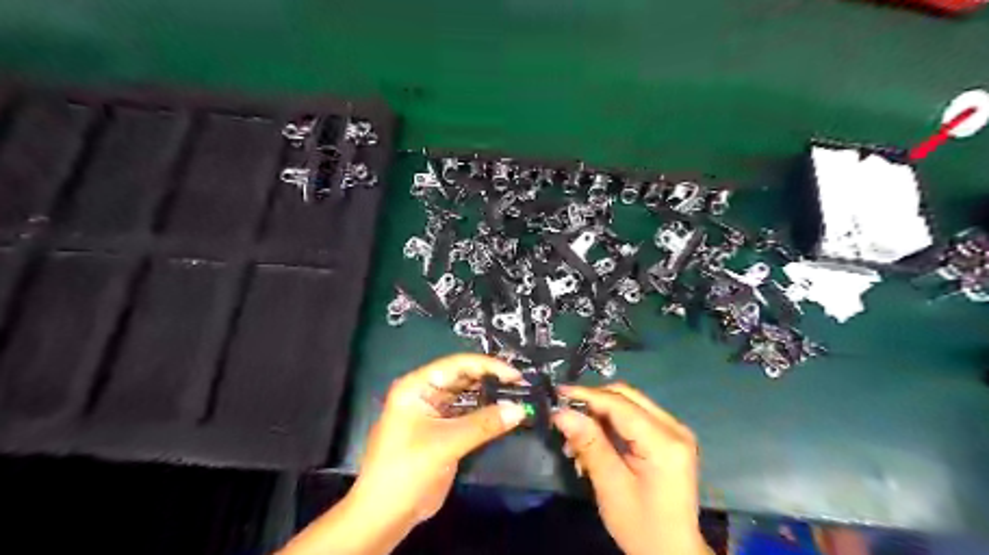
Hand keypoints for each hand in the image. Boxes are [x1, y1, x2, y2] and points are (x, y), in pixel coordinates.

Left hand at [277, 355, 524, 554]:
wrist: (385, 515)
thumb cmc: (406, 470)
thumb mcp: (446, 443)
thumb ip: (484, 424)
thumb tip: (520, 408)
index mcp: (417, 386)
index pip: (457, 365)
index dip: (488, 366)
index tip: (516, 375)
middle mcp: (426, 393)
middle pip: (464, 378)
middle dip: (492, 380)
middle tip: (523, 386)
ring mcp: (435, 412)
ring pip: (468, 396)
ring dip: (491, 397)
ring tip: (520, 396)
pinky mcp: (443, 431)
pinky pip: (468, 415)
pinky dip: (486, 415)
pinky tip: (506, 415)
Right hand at [553, 383, 707, 554]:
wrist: (673, 553)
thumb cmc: (641, 526)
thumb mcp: (611, 486)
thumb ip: (589, 444)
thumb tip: (561, 413)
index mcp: (664, 442)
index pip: (620, 404)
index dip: (586, 395)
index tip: (556, 394)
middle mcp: (674, 428)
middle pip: (626, 396)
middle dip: (592, 403)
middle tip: (565, 417)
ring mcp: (674, 431)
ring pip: (629, 404)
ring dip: (600, 414)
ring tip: (576, 440)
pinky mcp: (669, 438)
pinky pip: (635, 418)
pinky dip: (611, 424)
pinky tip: (595, 443)